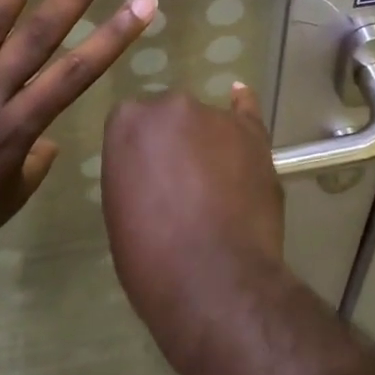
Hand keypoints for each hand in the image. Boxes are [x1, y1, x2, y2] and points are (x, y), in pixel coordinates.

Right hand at [100, 84, 286, 321]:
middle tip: (179, 187)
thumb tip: (155, 173)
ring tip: (216, 188)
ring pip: (206, 124)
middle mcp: (170, 107)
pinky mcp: (254, 136)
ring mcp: (216, 117)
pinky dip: (242, 106)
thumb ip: (134, 174)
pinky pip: (246, 112)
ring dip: (208, 145)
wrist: (213, 278)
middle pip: (169, 119)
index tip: (146, 181)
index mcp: (126, 123)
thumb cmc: (150, 256)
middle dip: (173, 146)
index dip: (141, 155)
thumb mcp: (120, 210)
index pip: (130, 126)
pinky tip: (239, 96)